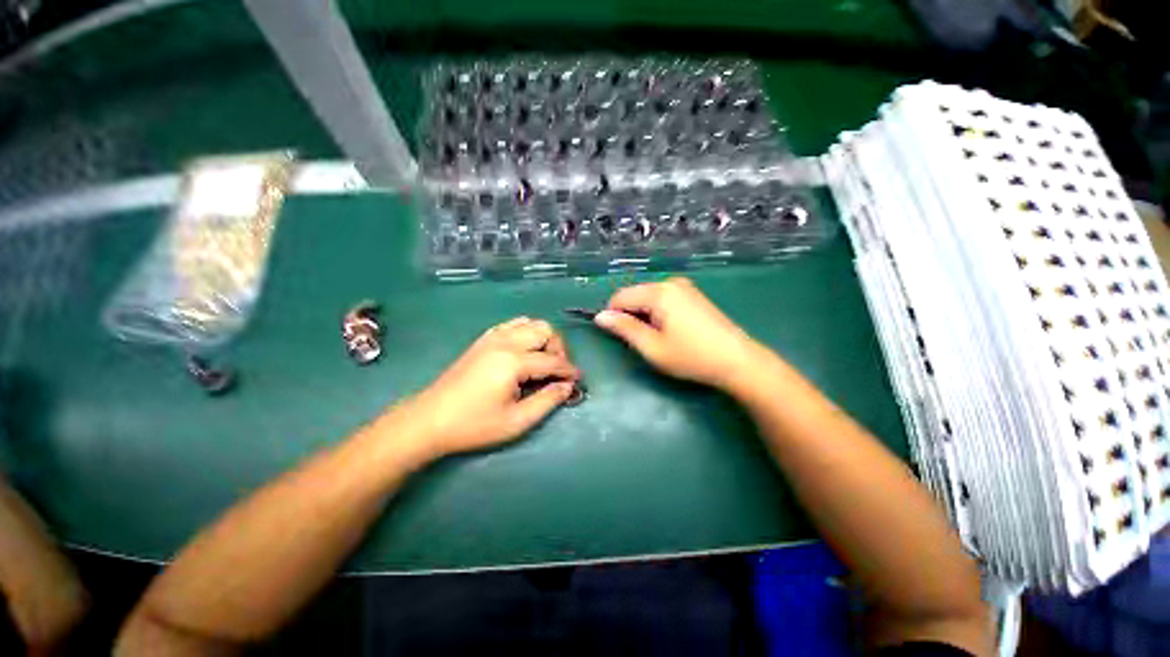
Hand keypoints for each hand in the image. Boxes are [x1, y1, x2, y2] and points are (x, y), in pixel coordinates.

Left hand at [406, 317, 579, 459]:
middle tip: (557, 371)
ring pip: (530, 323)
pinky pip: (513, 325)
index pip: (552, 361)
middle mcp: (505, 342)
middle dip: (558, 349)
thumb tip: (567, 386)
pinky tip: (523, 352)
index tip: (577, 380)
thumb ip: (547, 401)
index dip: (569, 370)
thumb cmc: (474, 425)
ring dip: (543, 338)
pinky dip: (526, 333)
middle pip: (545, 330)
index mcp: (514, 361)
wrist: (430, 420)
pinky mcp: (483, 340)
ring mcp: (492, 337)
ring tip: (542, 361)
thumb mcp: (516, 421)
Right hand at [594, 278, 763, 390]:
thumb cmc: (691, 356)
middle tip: (644, 342)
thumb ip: (624, 329)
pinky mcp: (693, 294)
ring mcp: (684, 287)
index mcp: (658, 292)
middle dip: (631, 316)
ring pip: (648, 298)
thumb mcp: (652, 347)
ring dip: (645, 316)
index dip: (613, 317)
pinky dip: (658, 313)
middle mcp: (670, 282)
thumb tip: (600, 316)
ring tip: (660, 338)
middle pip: (634, 295)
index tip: (621, 338)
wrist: (737, 360)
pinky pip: (663, 299)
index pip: (620, 297)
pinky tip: (672, 331)